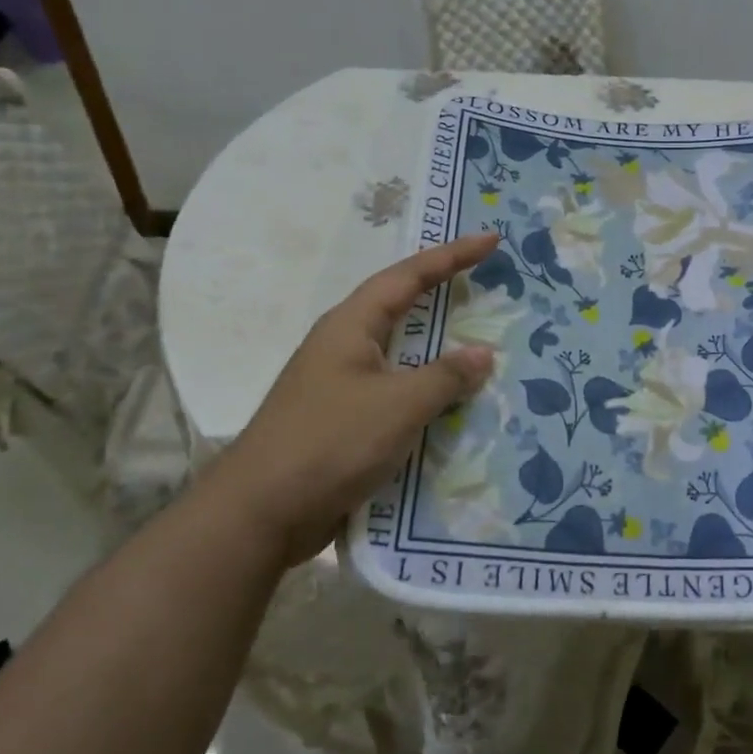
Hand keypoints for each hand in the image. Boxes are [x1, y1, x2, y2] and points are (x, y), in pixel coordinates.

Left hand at [205, 233, 497, 563]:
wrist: (261, 514)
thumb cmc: (329, 443)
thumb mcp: (397, 405)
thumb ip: (444, 377)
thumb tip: (482, 354)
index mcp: (351, 327)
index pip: (408, 276)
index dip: (452, 256)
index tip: (491, 240)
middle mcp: (345, 347)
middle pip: (402, 307)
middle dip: (444, 293)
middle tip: (488, 284)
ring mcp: (343, 385)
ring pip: (402, 354)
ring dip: (440, 349)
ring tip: (483, 344)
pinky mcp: (345, 421)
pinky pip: (398, 392)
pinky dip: (429, 391)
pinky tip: (455, 405)